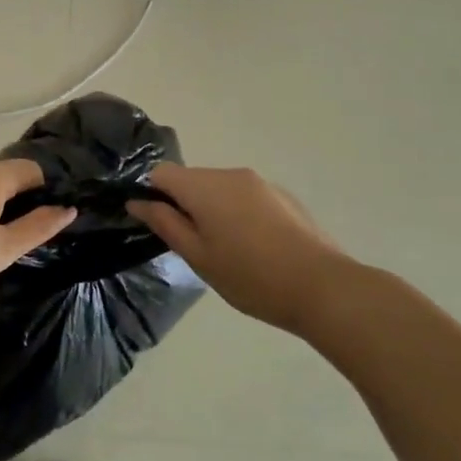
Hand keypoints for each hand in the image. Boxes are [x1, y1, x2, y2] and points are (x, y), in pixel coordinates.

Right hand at [127, 165, 350, 339]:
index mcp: (205, 186)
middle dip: (184, 205)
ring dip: (212, 210)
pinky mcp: (282, 196)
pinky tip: (254, 247)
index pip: (161, 173)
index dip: (152, 196)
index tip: (159, 227)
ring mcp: (260, 183)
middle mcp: (231, 174)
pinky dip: (237, 213)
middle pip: (192, 179)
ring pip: (219, 188)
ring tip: (226, 250)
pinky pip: (244, 196)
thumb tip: (137, 201)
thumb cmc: (250, 277)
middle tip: (194, 247)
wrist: (323, 287)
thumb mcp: (198, 256)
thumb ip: (165, 223)